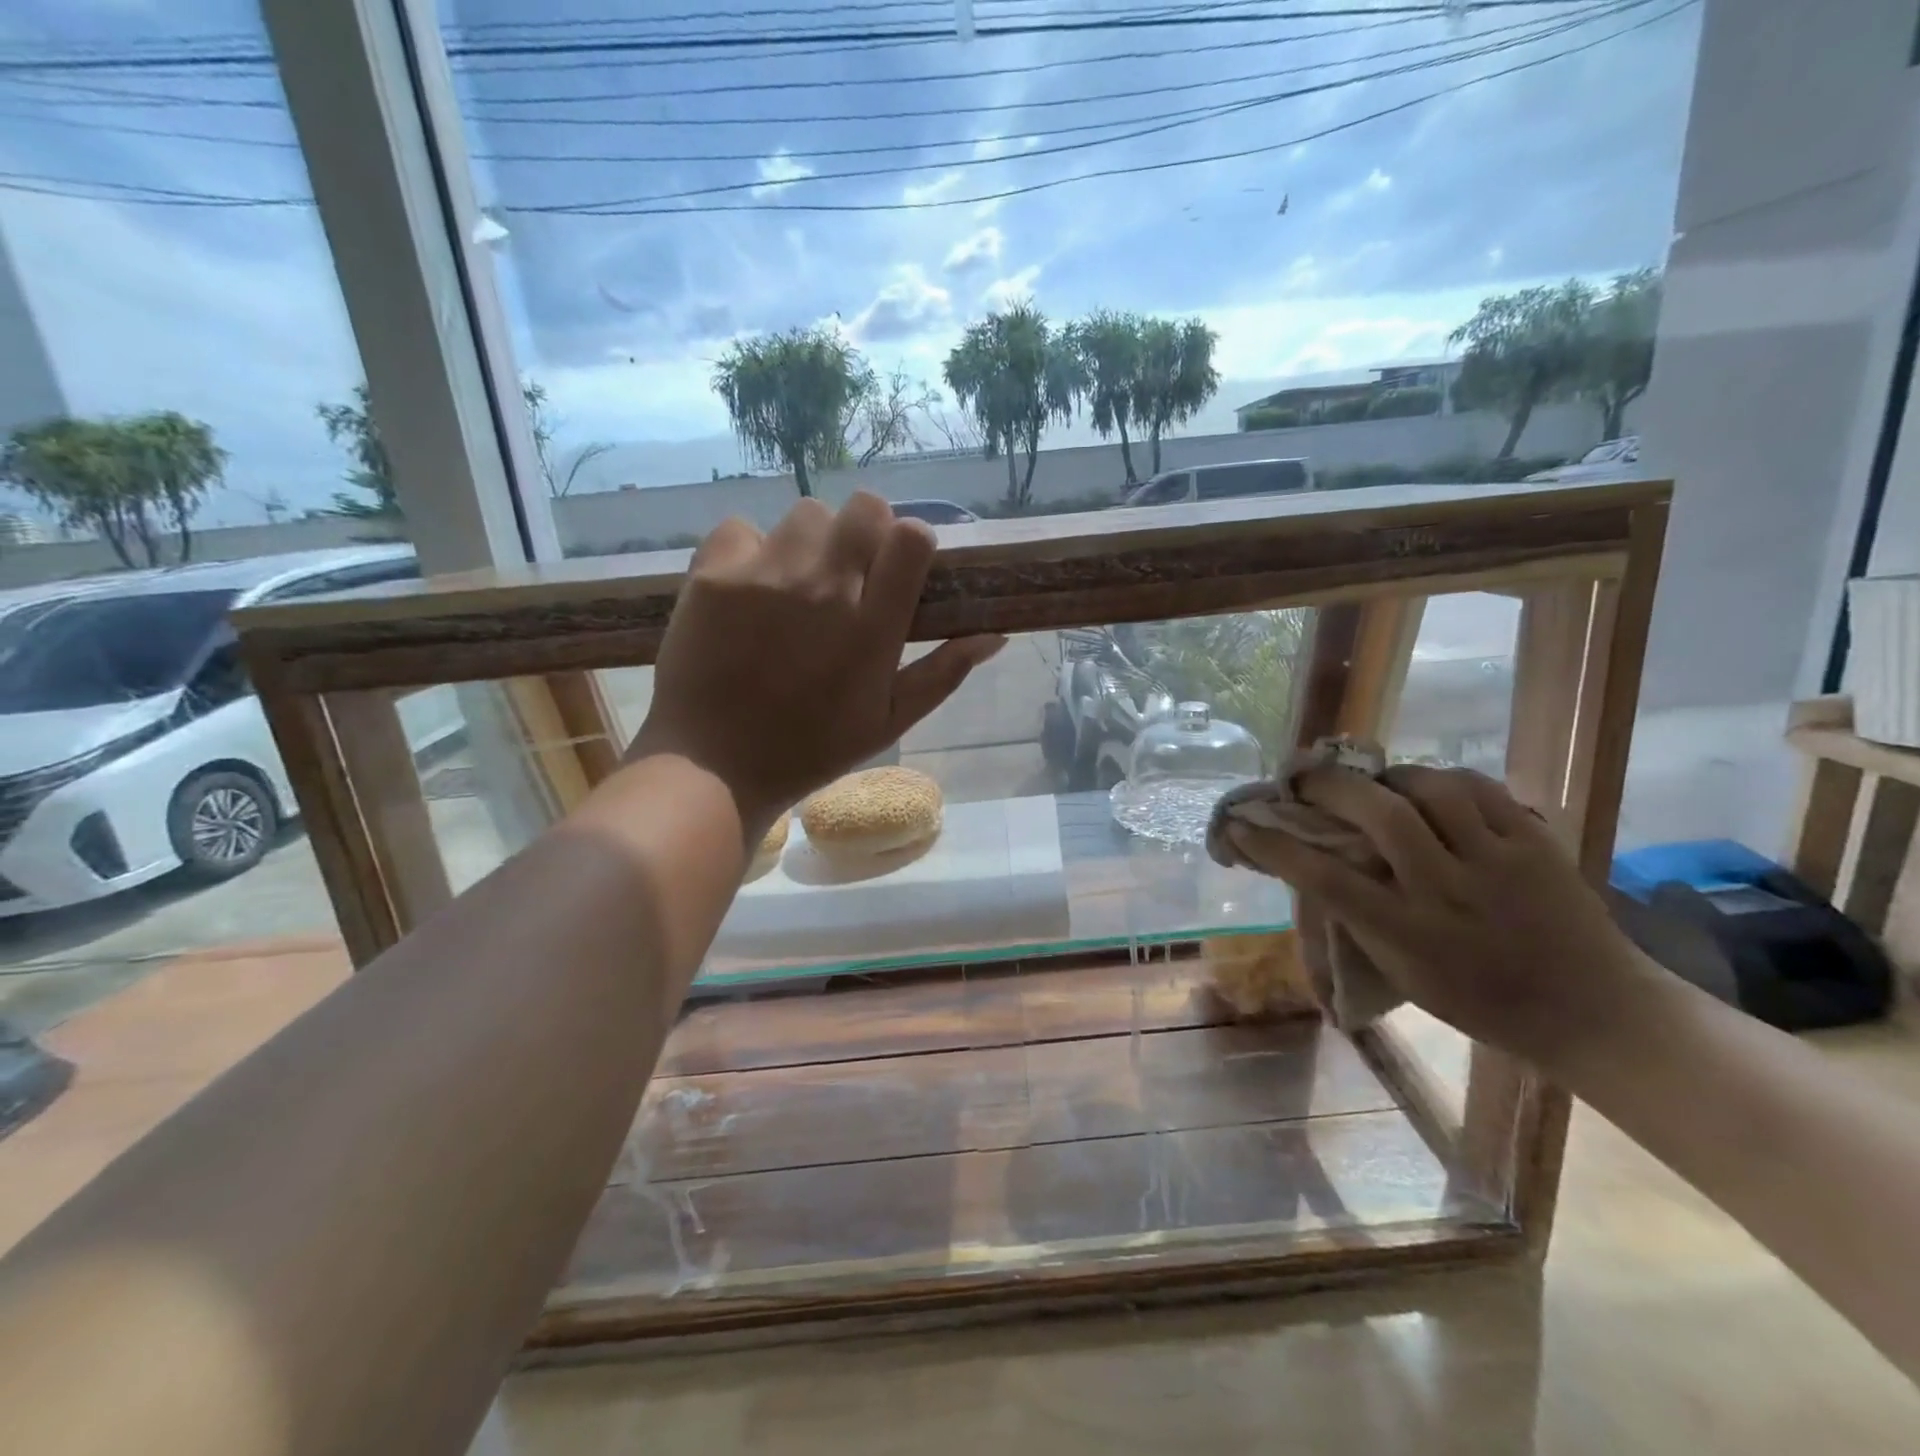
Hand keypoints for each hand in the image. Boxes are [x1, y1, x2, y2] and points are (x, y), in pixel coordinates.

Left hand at [628, 493, 1003, 839]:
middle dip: (866, 531)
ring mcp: (764, 575)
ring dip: (812, 541)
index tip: (899, 570)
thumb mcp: (890, 722)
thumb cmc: (812, 748)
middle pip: (864, 506)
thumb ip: (943, 674)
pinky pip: (743, 528)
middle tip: (850, 573)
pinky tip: (748, 589)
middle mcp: (823, 588)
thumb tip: (994, 635)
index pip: (911, 537)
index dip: (911, 544)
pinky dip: (751, 550)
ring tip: (795, 584)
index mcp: (872, 627)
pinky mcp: (713, 574)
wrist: (714, 765)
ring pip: (806, 514)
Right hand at [1225, 764, 1658, 1068]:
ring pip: (1431, 788)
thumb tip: (1314, 867)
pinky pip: (1479, 788)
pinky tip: (1429, 786)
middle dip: (1330, 786)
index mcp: (1406, 933)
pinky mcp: (1536, 842)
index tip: (1239, 825)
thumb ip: (1360, 918)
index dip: (1274, 846)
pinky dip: (1442, 778)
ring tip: (1374, 781)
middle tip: (1306, 779)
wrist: (1596, 1013)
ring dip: (1389, 776)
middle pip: (1378, 815)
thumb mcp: (1403, 971)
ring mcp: (1496, 862)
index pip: (1324, 877)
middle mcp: (1446, 891)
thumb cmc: (1481, 1002)